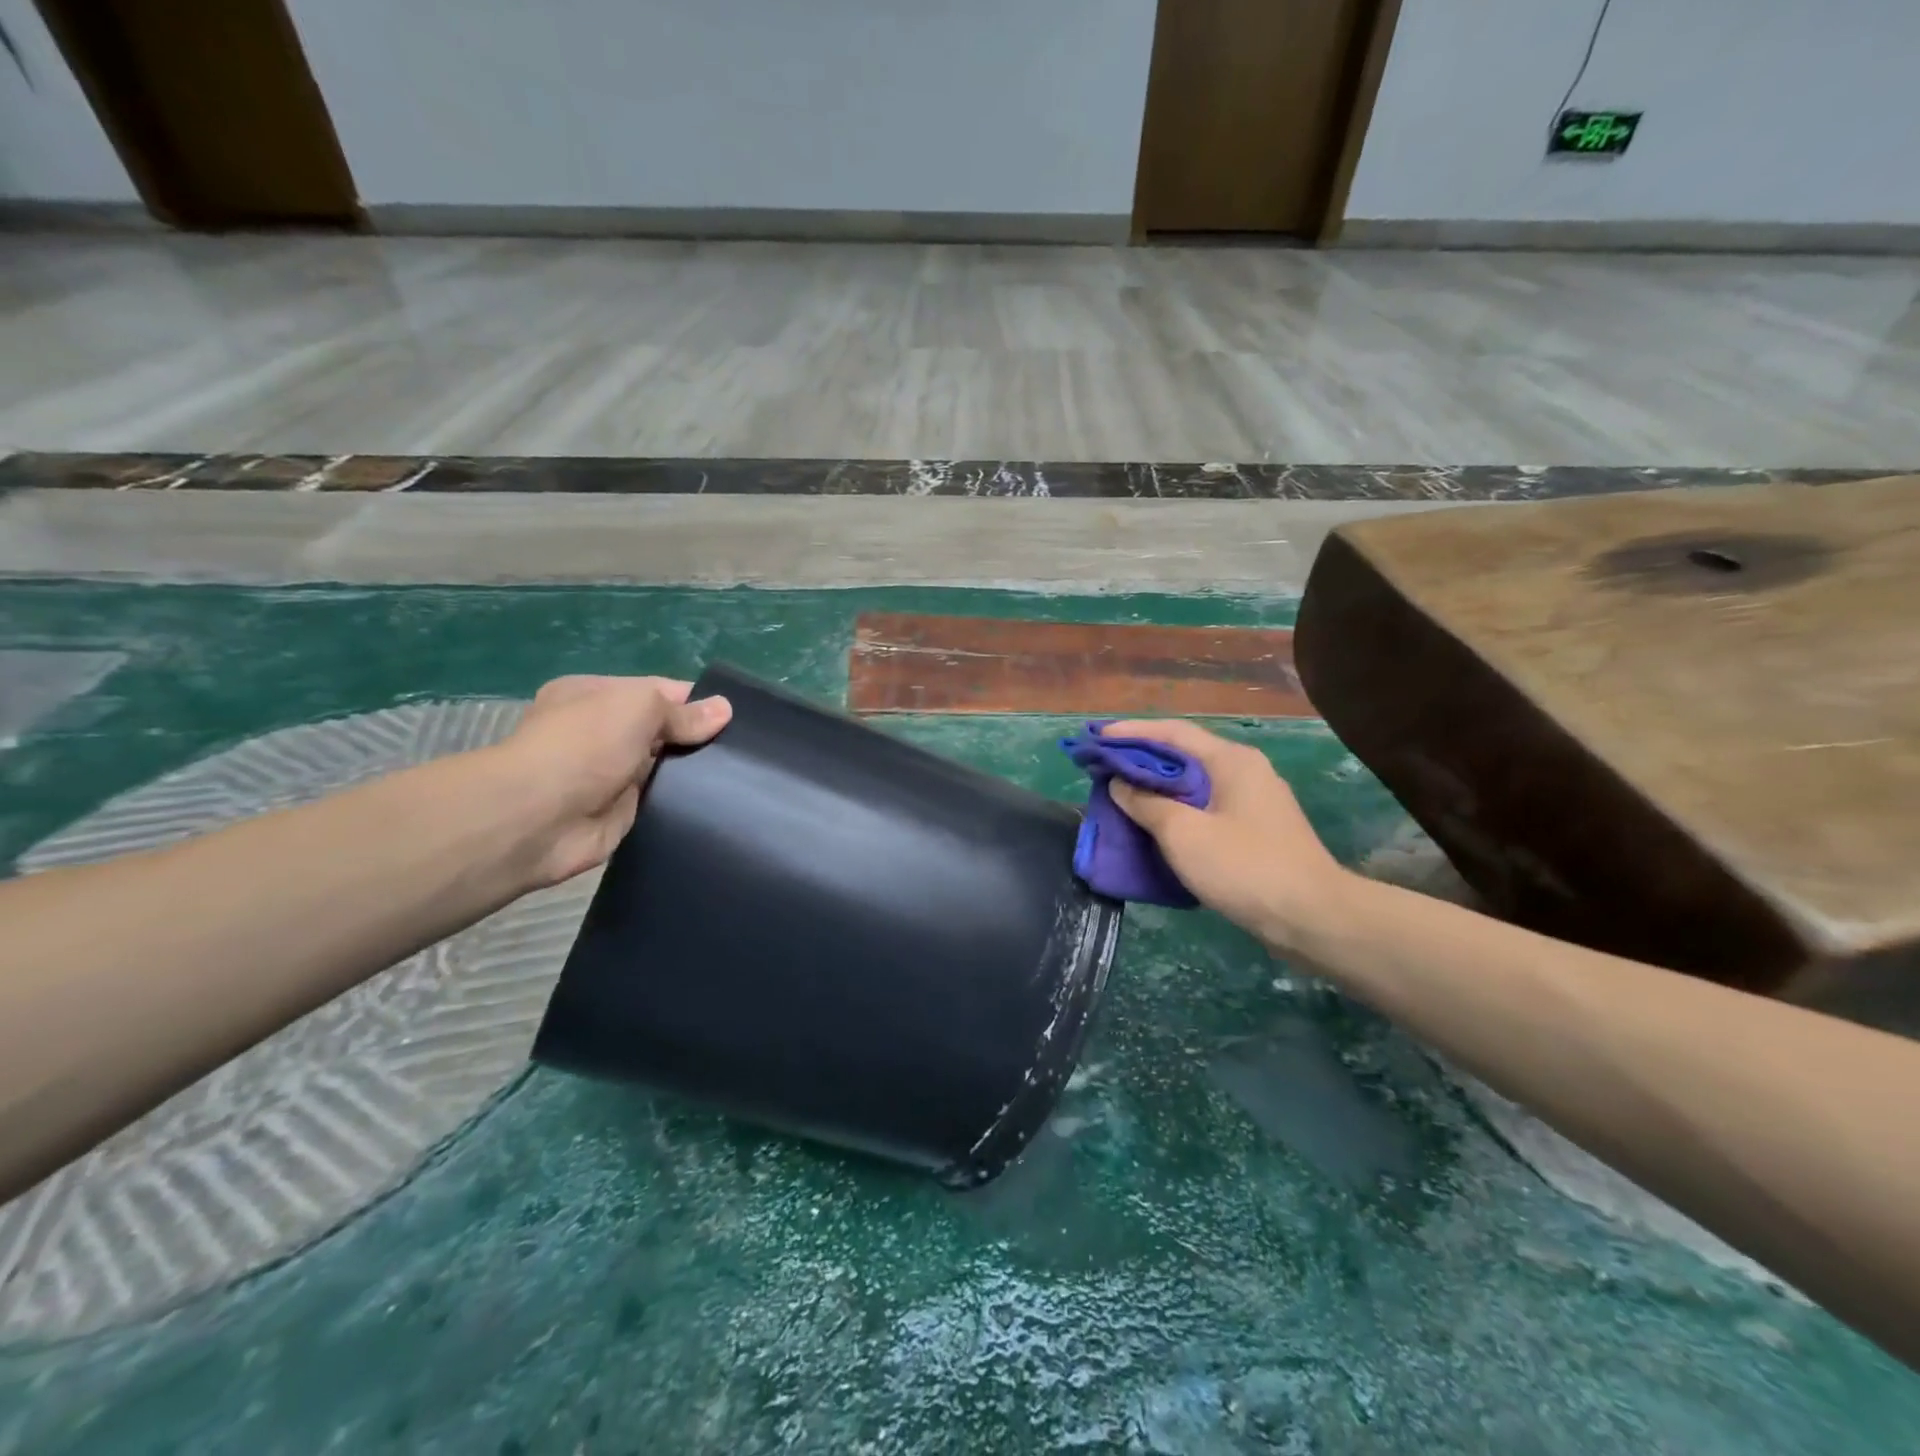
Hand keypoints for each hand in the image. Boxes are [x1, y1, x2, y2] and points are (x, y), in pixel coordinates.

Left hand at [493, 675, 731, 887]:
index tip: (736, 716)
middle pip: (664, 729)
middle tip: (746, 748)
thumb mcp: (639, 708)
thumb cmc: (585, 745)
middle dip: (699, 737)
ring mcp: (611, 774)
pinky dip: (685, 801)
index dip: (697, 701)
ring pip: (666, 766)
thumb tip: (725, 709)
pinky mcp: (622, 812)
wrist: (538, 818)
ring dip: (694, 771)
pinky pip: (663, 801)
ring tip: (743, 774)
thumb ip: (683, 712)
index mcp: (596, 695)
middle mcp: (602, 732)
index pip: (659, 691)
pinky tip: (720, 801)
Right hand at [1102, 720, 1353, 953]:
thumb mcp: (1183, 833)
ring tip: (1121, 793)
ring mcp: (1254, 801)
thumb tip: (1121, 784)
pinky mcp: (1256, 830)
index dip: (1131, 733)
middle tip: (1103, 766)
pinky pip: (1206, 807)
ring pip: (1195, 783)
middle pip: (1184, 754)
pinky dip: (1176, 809)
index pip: (1173, 732)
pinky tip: (1155, 824)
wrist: (1312, 919)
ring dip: (1157, 786)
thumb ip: (1146, 803)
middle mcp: (1245, 771)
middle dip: (1141, 758)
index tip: (1096, 738)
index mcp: (1231, 760)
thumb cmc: (1244, 867)